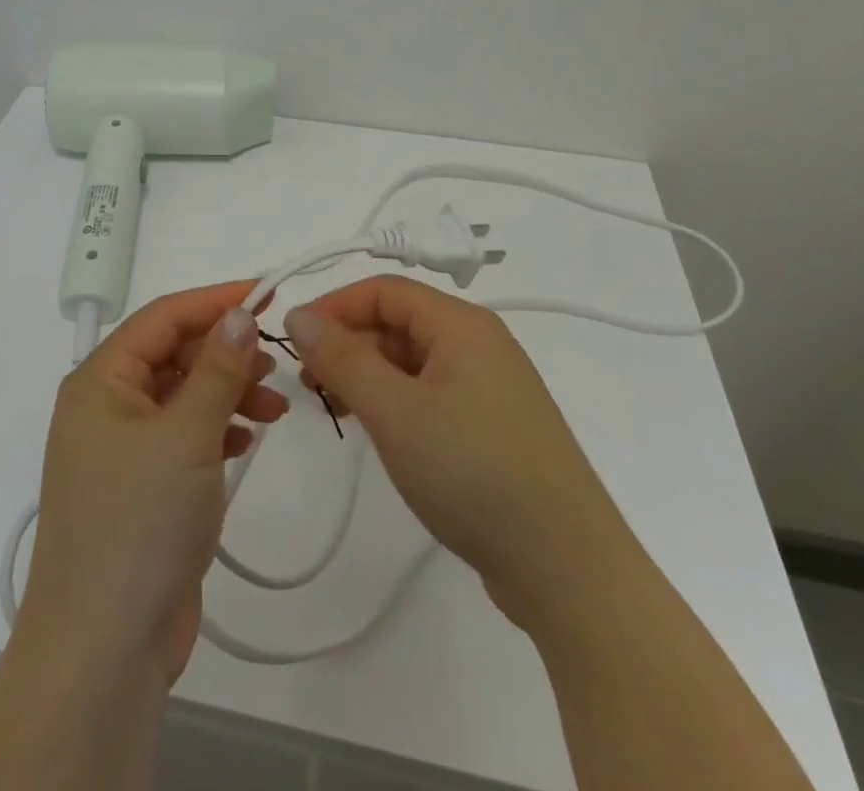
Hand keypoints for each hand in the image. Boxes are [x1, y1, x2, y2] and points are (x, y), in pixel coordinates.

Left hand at [19, 282, 288, 686]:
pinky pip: (183, 435)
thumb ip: (218, 368)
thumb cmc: (140, 522)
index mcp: (101, 379)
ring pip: (182, 395)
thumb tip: (239, 313)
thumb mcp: (187, 434)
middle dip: (226, 354)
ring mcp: (121, 449)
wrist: (103, 649)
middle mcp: (105, 405)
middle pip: (173, 354)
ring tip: (275, 407)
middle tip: (275, 364)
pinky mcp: (141, 487)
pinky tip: (246, 438)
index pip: (164, 316)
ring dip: (227, 392)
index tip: (267, 293)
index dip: (216, 300)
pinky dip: (215, 428)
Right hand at [285, 275, 625, 627]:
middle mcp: (479, 344)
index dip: (335, 306)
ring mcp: (489, 388)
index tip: (294, 340)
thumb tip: (299, 315)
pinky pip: (429, 394)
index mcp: (462, 324)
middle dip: (347, 344)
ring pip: (411, 362)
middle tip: (307, 385)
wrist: (569, 572)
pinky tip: (373, 431)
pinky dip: (393, 403)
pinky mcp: (491, 428)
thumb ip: (342, 358)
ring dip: (366, 376)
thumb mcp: (396, 411)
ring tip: (333, 410)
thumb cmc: (475, 473)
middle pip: (398, 323)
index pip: (384, 291)